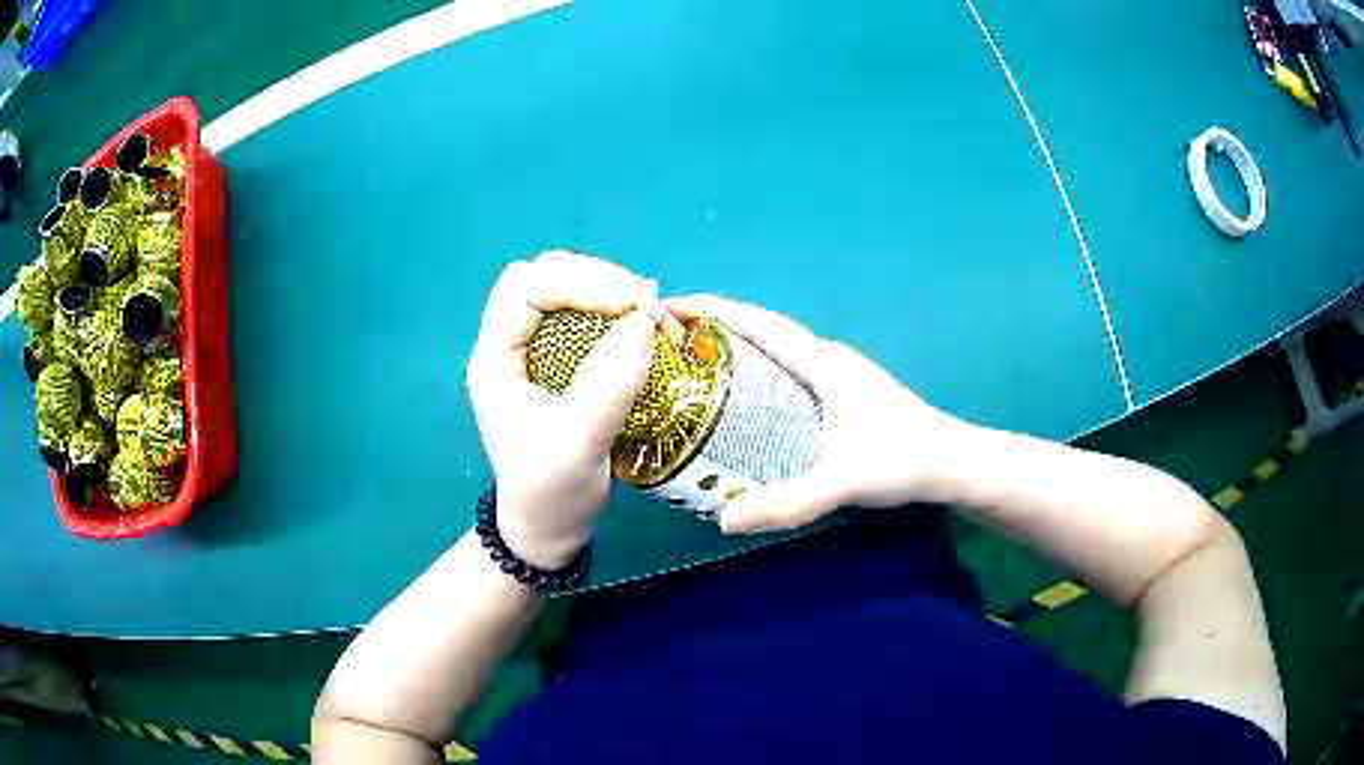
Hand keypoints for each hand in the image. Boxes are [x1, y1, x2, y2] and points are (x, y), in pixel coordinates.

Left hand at [467, 252, 668, 568]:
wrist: (546, 529)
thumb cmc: (550, 493)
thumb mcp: (577, 447)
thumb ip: (606, 388)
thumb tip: (642, 325)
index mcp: (495, 360)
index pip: (526, 289)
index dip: (580, 282)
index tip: (634, 302)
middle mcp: (508, 346)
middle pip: (543, 277)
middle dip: (596, 279)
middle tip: (645, 303)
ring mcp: (532, 353)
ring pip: (563, 290)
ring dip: (608, 291)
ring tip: (649, 312)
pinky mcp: (557, 364)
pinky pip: (582, 317)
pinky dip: (613, 312)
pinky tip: (639, 325)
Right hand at [666, 295, 976, 534]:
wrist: (954, 464)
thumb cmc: (904, 460)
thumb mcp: (843, 482)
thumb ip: (788, 503)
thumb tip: (724, 519)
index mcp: (824, 364)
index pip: (760, 325)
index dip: (715, 311)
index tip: (671, 306)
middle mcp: (829, 360)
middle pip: (765, 333)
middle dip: (719, 329)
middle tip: (674, 344)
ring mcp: (841, 377)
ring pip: (780, 353)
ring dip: (741, 350)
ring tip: (700, 368)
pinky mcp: (847, 396)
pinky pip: (791, 373)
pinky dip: (761, 374)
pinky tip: (751, 404)